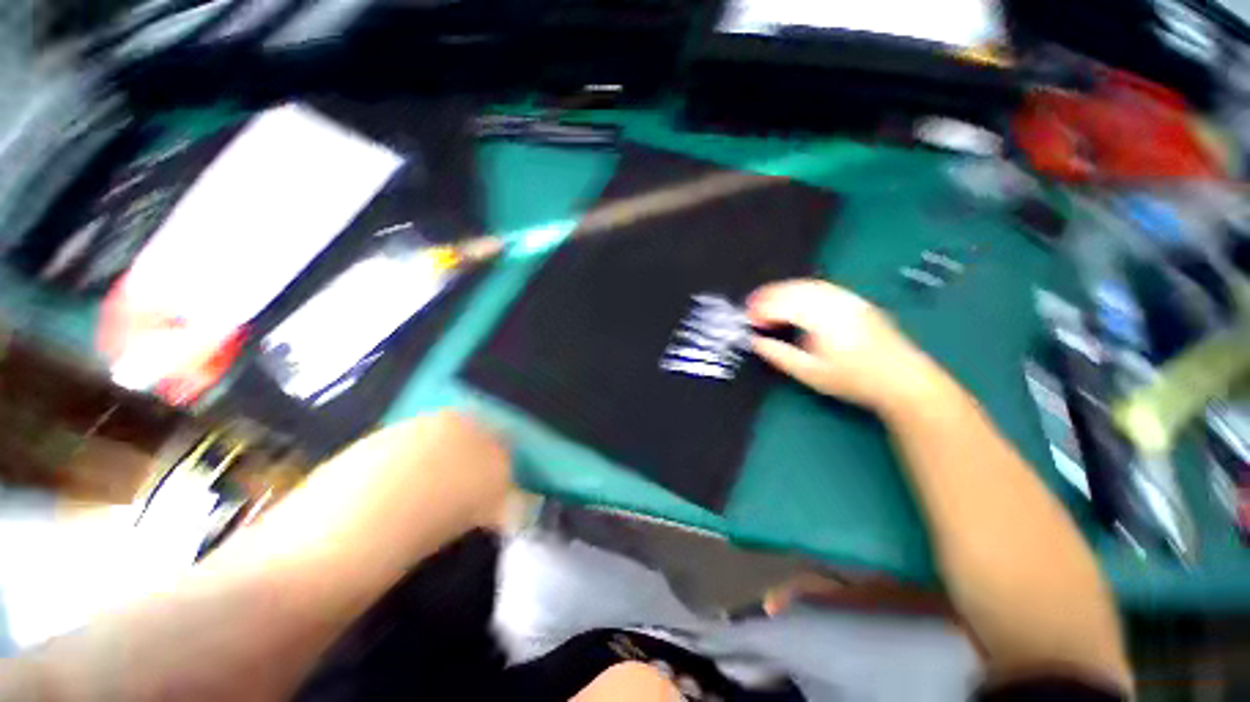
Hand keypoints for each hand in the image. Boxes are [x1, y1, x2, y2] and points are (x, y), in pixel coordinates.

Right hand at [747, 279, 939, 411]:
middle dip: (769, 294)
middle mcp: (836, 303)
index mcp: (823, 320)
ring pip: (809, 284)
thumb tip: (756, 342)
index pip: (784, 305)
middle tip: (752, 305)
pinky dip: (802, 289)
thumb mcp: (810, 373)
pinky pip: (823, 287)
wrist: (903, 380)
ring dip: (784, 289)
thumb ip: (779, 355)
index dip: (762, 309)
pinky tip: (795, 299)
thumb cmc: (854, 380)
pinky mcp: (857, 301)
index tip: (748, 318)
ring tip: (768, 300)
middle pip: (795, 289)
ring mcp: (849, 299)